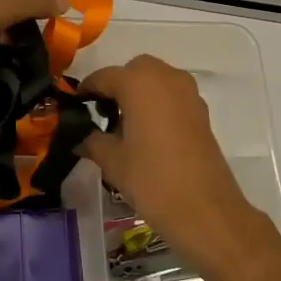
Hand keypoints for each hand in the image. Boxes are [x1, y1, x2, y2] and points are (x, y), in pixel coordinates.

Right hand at [77, 55, 276, 280]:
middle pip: (134, 70)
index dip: (87, 90)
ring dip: (139, 92)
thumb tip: (81, 137)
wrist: (205, 210)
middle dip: (117, 85)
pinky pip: (172, 95)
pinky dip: (158, 103)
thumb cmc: (152, 180)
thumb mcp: (113, 162)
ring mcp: (188, 93)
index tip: (75, 106)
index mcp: (139, 82)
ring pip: (156, 80)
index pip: (104, 77)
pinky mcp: (201, 111)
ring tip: (125, 125)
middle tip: (103, 113)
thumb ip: (93, 141)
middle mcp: (165, 77)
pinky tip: (148, 134)